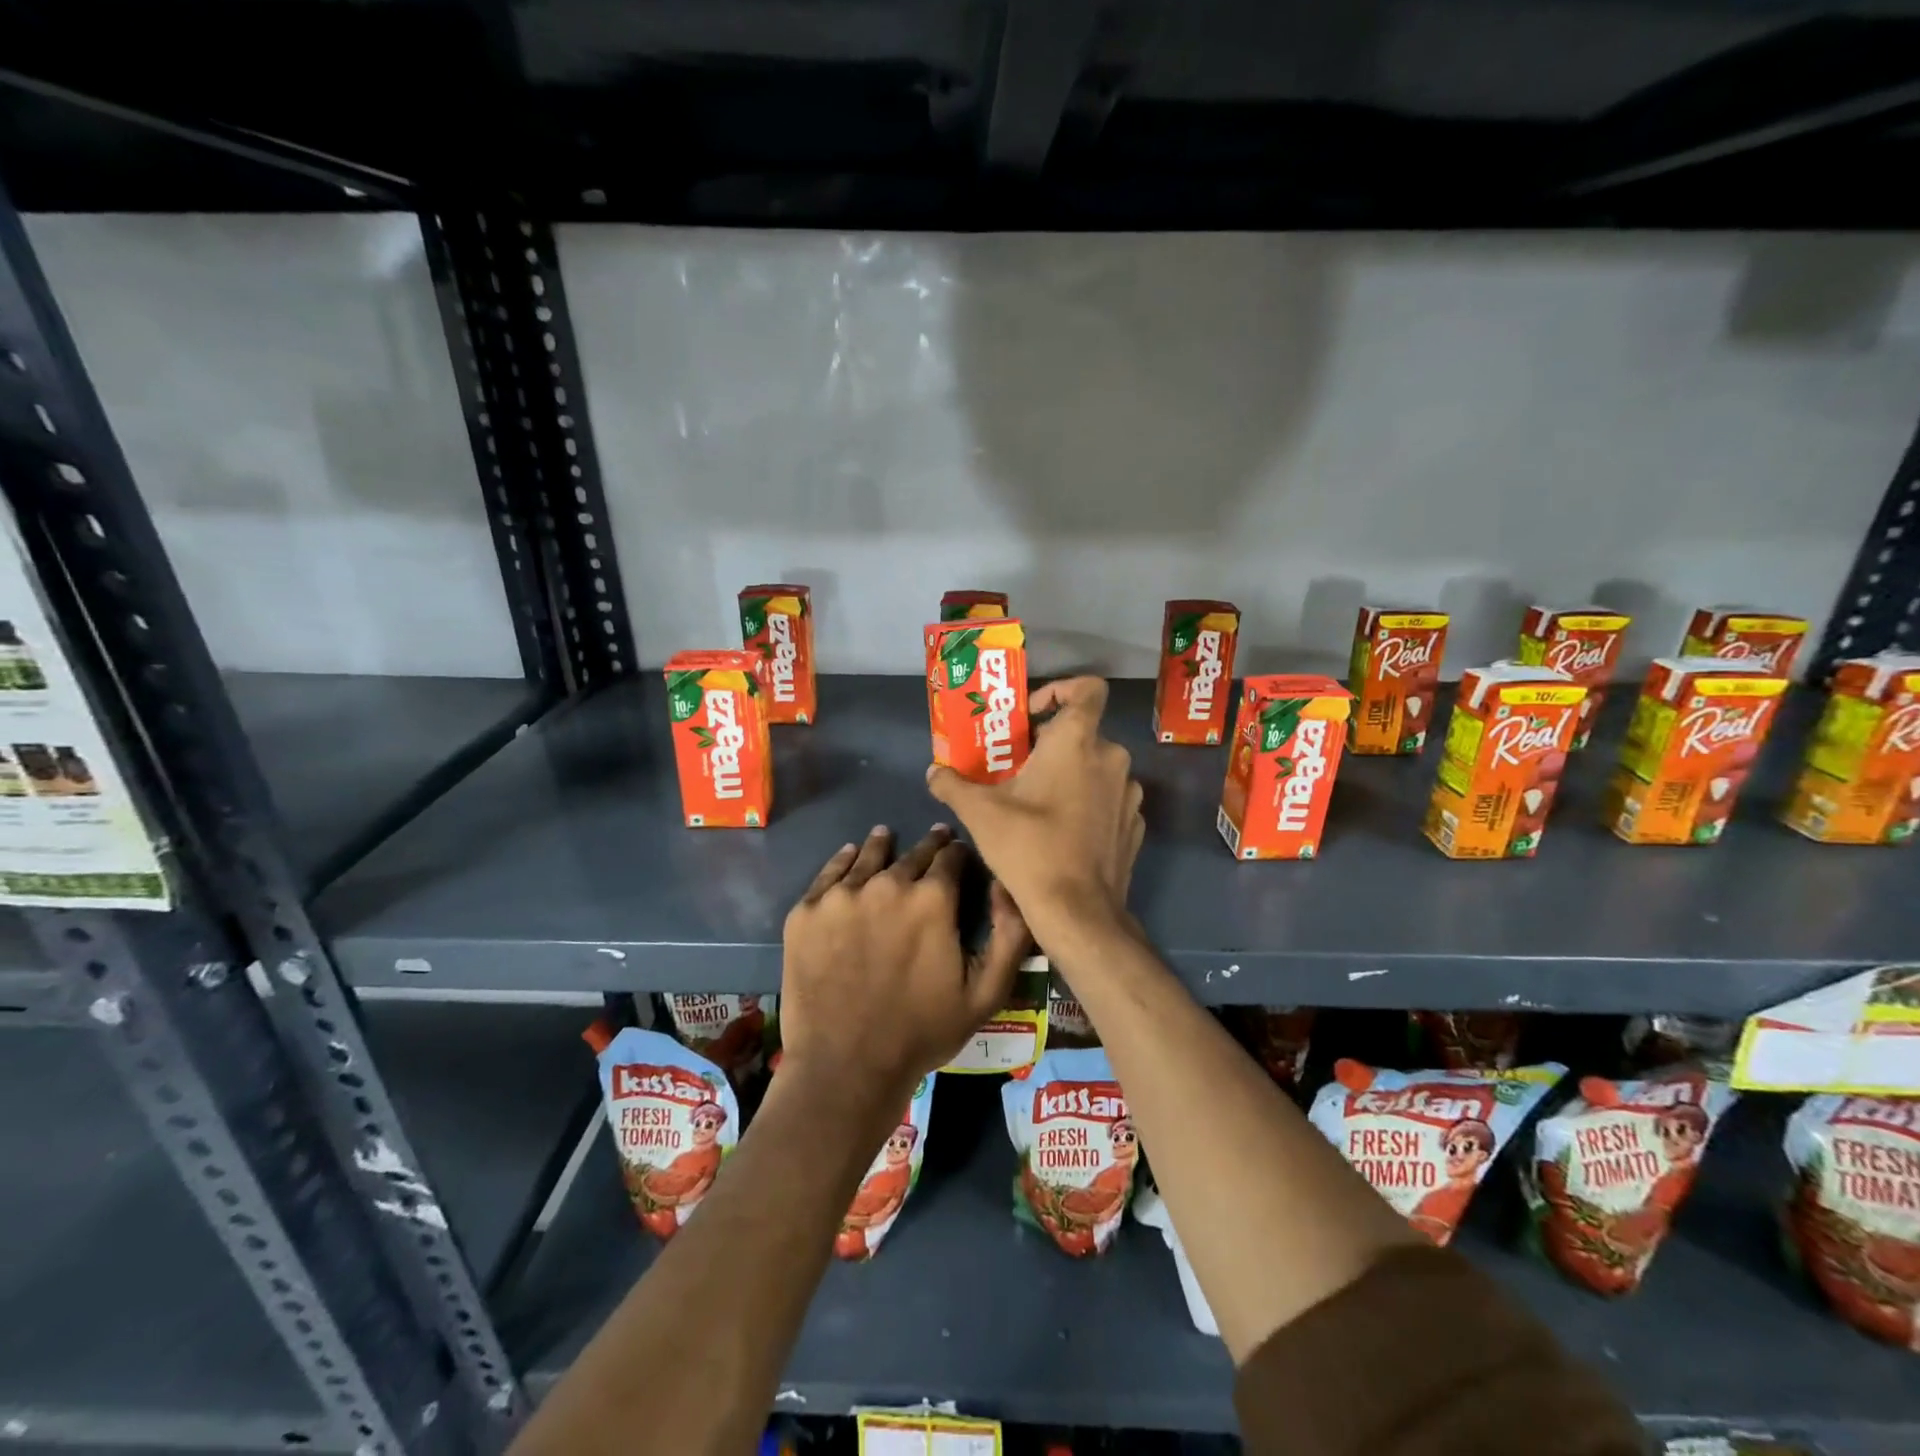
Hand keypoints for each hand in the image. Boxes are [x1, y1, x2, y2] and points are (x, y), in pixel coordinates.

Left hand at [780, 825, 1028, 1102]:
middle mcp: (887, 883)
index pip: (952, 857)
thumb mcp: (986, 993)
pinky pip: (829, 873)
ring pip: (868, 855)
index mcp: (932, 899)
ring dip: (882, 845)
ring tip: (885, 836)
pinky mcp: (806, 911)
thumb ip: (1010, 934)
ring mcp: (841, 895)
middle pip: (913, 853)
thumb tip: (1006, 884)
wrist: (845, 1067)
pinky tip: (849, 855)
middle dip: (929, 847)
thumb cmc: (922, 1032)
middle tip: (935, 839)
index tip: (961, 855)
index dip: (960, 854)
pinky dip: (843, 860)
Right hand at [925, 676, 1143, 947]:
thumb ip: (953, 784)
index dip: (1061, 689)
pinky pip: (1109, 799)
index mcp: (1077, 741)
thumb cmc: (1029, 847)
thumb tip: (934, 772)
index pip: (1088, 689)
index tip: (1032, 716)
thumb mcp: (980, 813)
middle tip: (1017, 767)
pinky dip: (1089, 803)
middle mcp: (1111, 758)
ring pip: (1097, 767)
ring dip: (1070, 774)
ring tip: (1038, 801)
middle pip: (1083, 732)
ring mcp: (1129, 793)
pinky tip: (1063, 830)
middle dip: (1050, 744)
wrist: (1078, 910)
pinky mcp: (1135, 824)